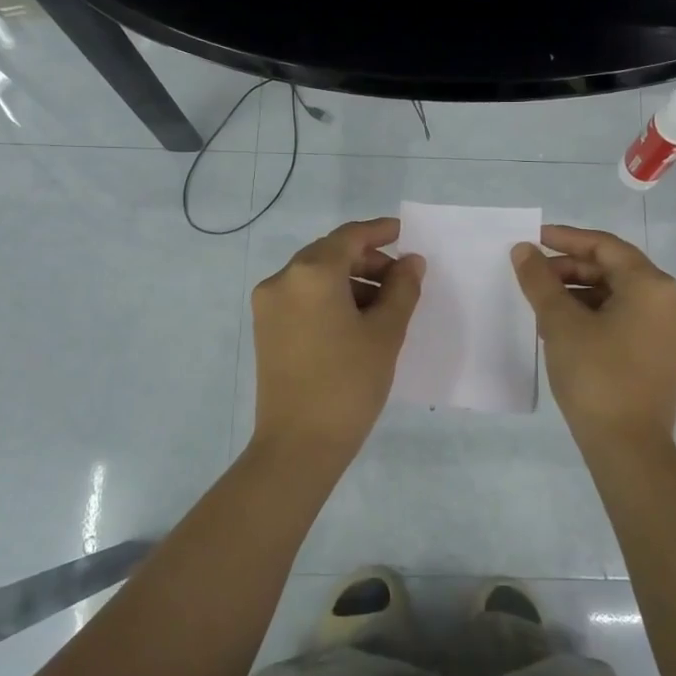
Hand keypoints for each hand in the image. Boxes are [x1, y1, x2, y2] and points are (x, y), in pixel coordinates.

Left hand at [250, 217, 425, 463]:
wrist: (299, 444)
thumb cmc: (349, 383)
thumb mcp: (385, 333)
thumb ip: (402, 289)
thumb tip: (411, 261)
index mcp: (311, 273)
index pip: (349, 237)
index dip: (379, 231)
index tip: (404, 233)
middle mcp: (282, 280)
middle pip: (330, 254)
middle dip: (367, 260)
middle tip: (402, 278)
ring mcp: (268, 305)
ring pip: (315, 277)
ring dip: (350, 280)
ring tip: (384, 306)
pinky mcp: (265, 329)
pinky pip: (302, 298)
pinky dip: (330, 298)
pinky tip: (356, 321)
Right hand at [511, 225, 675, 449]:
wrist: (629, 447)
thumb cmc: (595, 376)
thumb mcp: (560, 323)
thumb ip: (540, 280)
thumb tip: (523, 250)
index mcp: (653, 285)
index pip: (605, 247)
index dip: (566, 239)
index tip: (533, 239)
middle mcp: (671, 301)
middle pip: (616, 269)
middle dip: (572, 269)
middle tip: (534, 276)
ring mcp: (672, 330)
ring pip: (622, 296)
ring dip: (583, 293)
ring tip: (545, 303)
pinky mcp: (666, 354)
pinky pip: (629, 319)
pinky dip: (599, 314)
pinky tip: (568, 327)